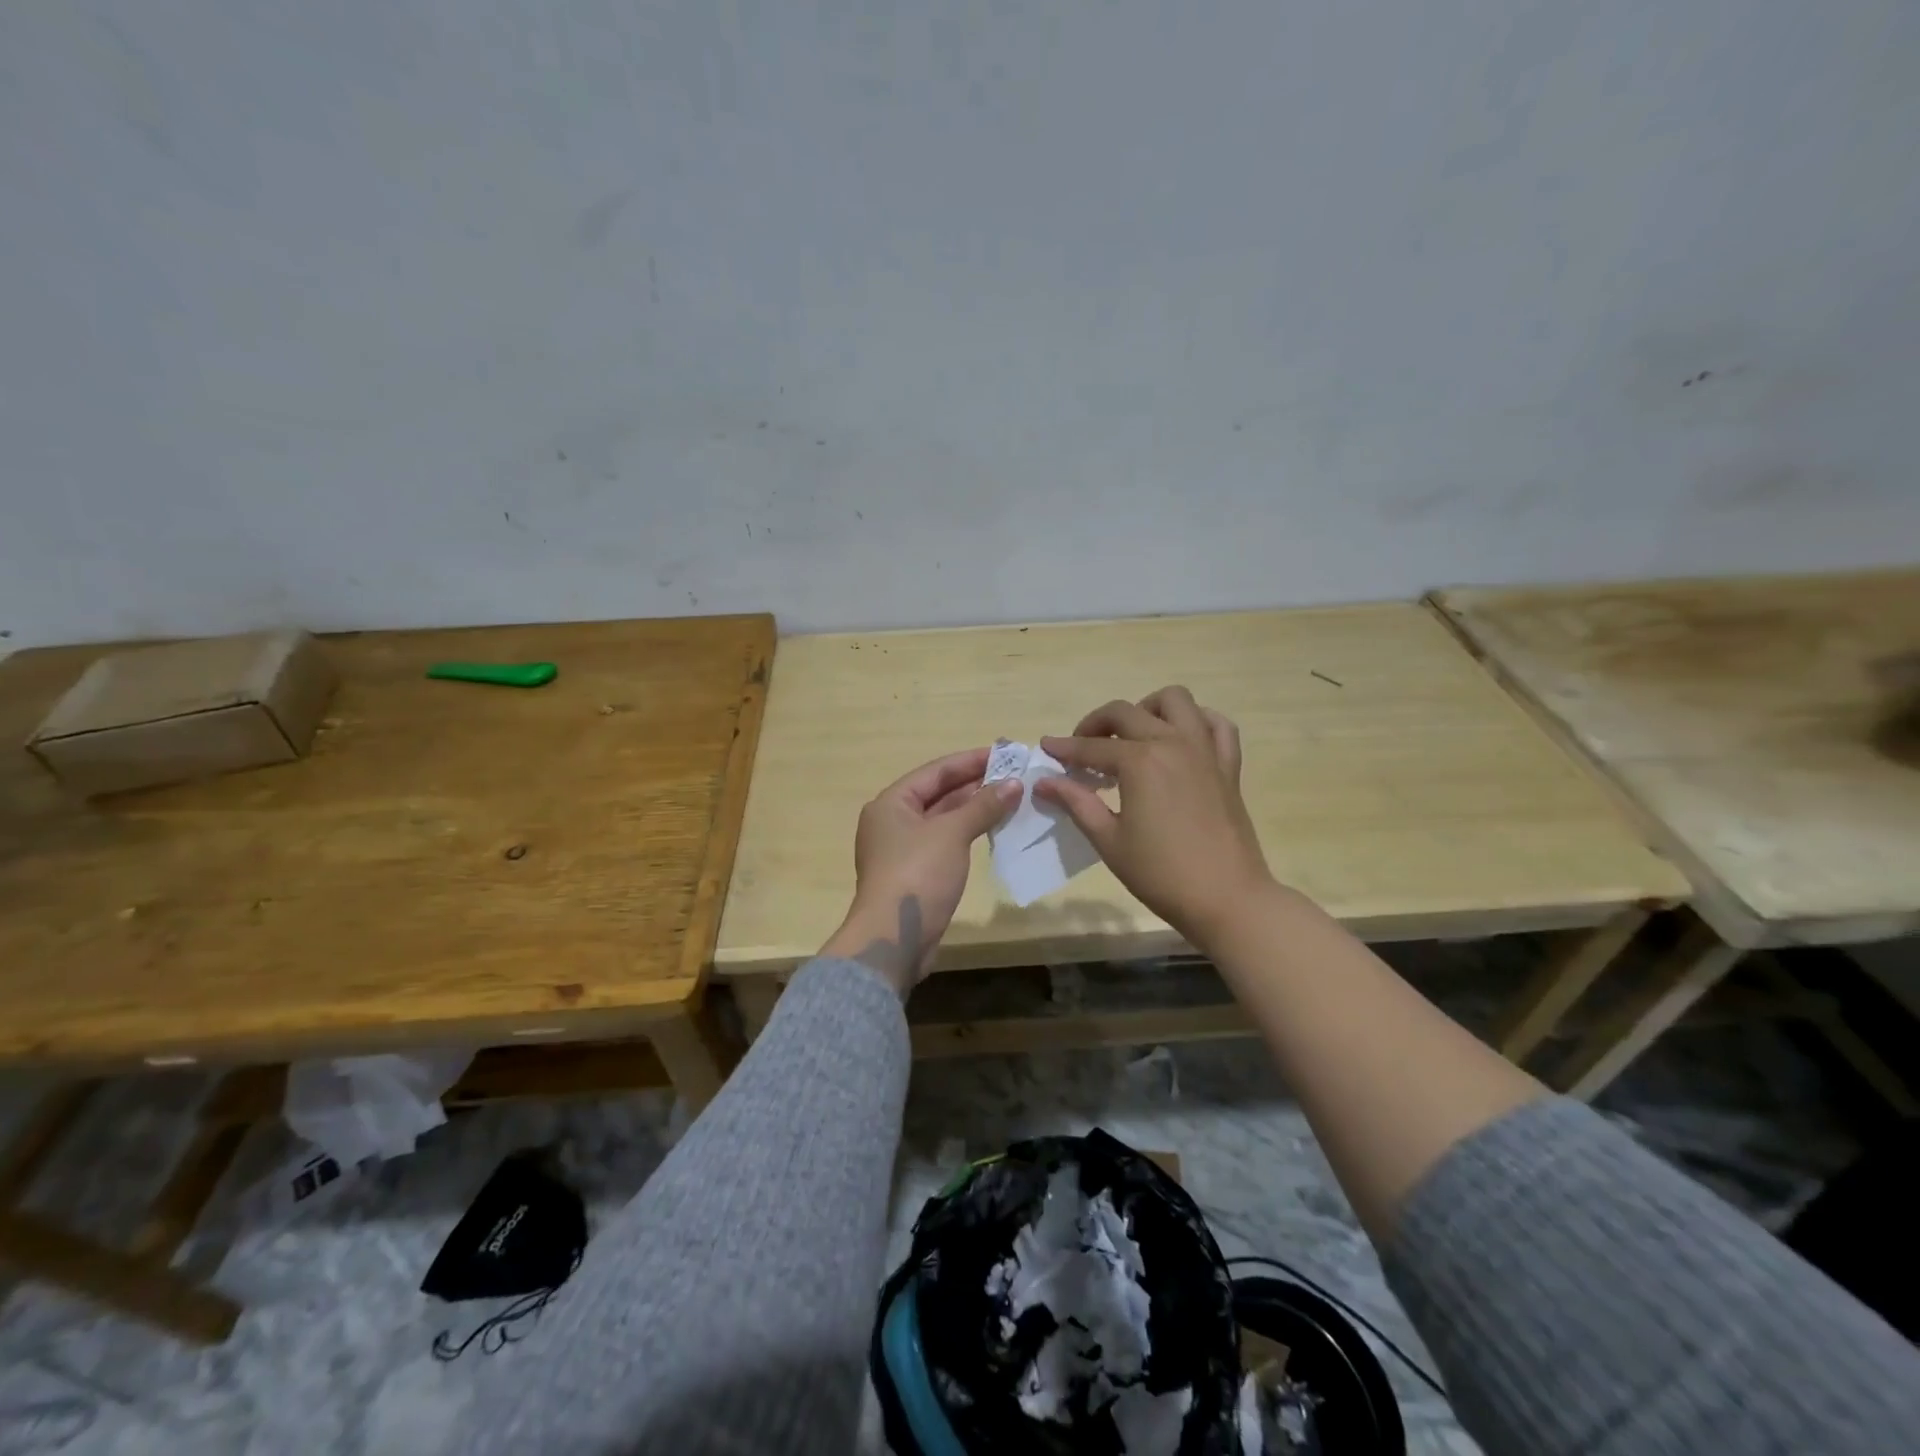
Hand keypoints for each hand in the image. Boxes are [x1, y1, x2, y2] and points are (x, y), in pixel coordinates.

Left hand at [819, 748, 1020, 994]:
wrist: (894, 938)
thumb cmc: (918, 874)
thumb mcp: (952, 833)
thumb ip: (983, 806)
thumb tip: (1014, 784)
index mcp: (891, 803)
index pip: (936, 771)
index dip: (971, 761)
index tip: (1005, 753)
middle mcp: (892, 821)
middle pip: (938, 793)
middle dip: (975, 784)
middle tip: (1014, 775)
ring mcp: (903, 849)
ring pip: (943, 819)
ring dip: (974, 809)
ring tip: (1011, 798)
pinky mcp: (915, 873)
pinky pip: (945, 842)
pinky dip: (968, 833)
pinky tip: (994, 830)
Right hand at [1036, 686, 1273, 948]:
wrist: (1227, 899)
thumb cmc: (1161, 874)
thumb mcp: (1109, 840)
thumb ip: (1077, 803)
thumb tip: (1044, 782)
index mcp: (1140, 762)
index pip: (1092, 747)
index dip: (1065, 747)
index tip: (1046, 748)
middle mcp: (1172, 743)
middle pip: (1126, 712)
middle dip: (1096, 724)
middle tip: (1082, 749)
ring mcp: (1205, 750)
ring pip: (1175, 700)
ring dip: (1147, 709)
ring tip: (1133, 736)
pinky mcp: (1228, 765)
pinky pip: (1216, 724)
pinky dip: (1196, 721)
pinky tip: (1180, 740)